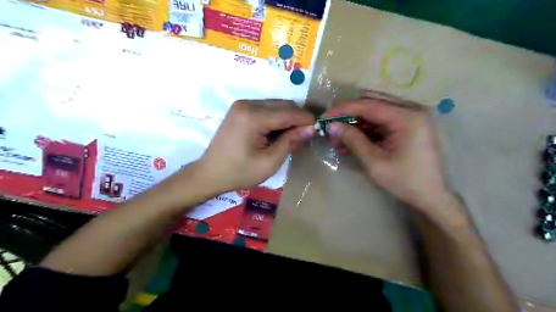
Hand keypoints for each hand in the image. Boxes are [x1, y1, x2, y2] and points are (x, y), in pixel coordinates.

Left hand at [198, 99, 314, 192]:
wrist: (210, 174)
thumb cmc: (239, 172)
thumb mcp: (269, 162)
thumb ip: (290, 142)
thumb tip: (312, 128)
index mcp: (253, 116)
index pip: (289, 112)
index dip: (307, 120)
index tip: (318, 131)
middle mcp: (247, 104)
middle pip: (284, 104)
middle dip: (297, 119)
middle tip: (303, 138)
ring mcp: (242, 105)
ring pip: (276, 105)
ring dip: (287, 119)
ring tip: (290, 139)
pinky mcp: (240, 110)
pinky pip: (266, 108)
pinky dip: (276, 119)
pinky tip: (276, 134)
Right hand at [327, 90, 454, 216]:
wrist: (432, 197)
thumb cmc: (405, 182)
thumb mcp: (375, 162)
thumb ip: (353, 140)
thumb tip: (331, 126)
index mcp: (408, 117)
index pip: (368, 105)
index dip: (343, 109)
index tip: (324, 117)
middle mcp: (412, 111)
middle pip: (372, 103)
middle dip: (348, 114)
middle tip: (330, 125)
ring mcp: (411, 118)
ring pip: (375, 113)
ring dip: (355, 124)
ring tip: (337, 138)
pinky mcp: (408, 127)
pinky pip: (382, 123)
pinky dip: (365, 131)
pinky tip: (350, 142)